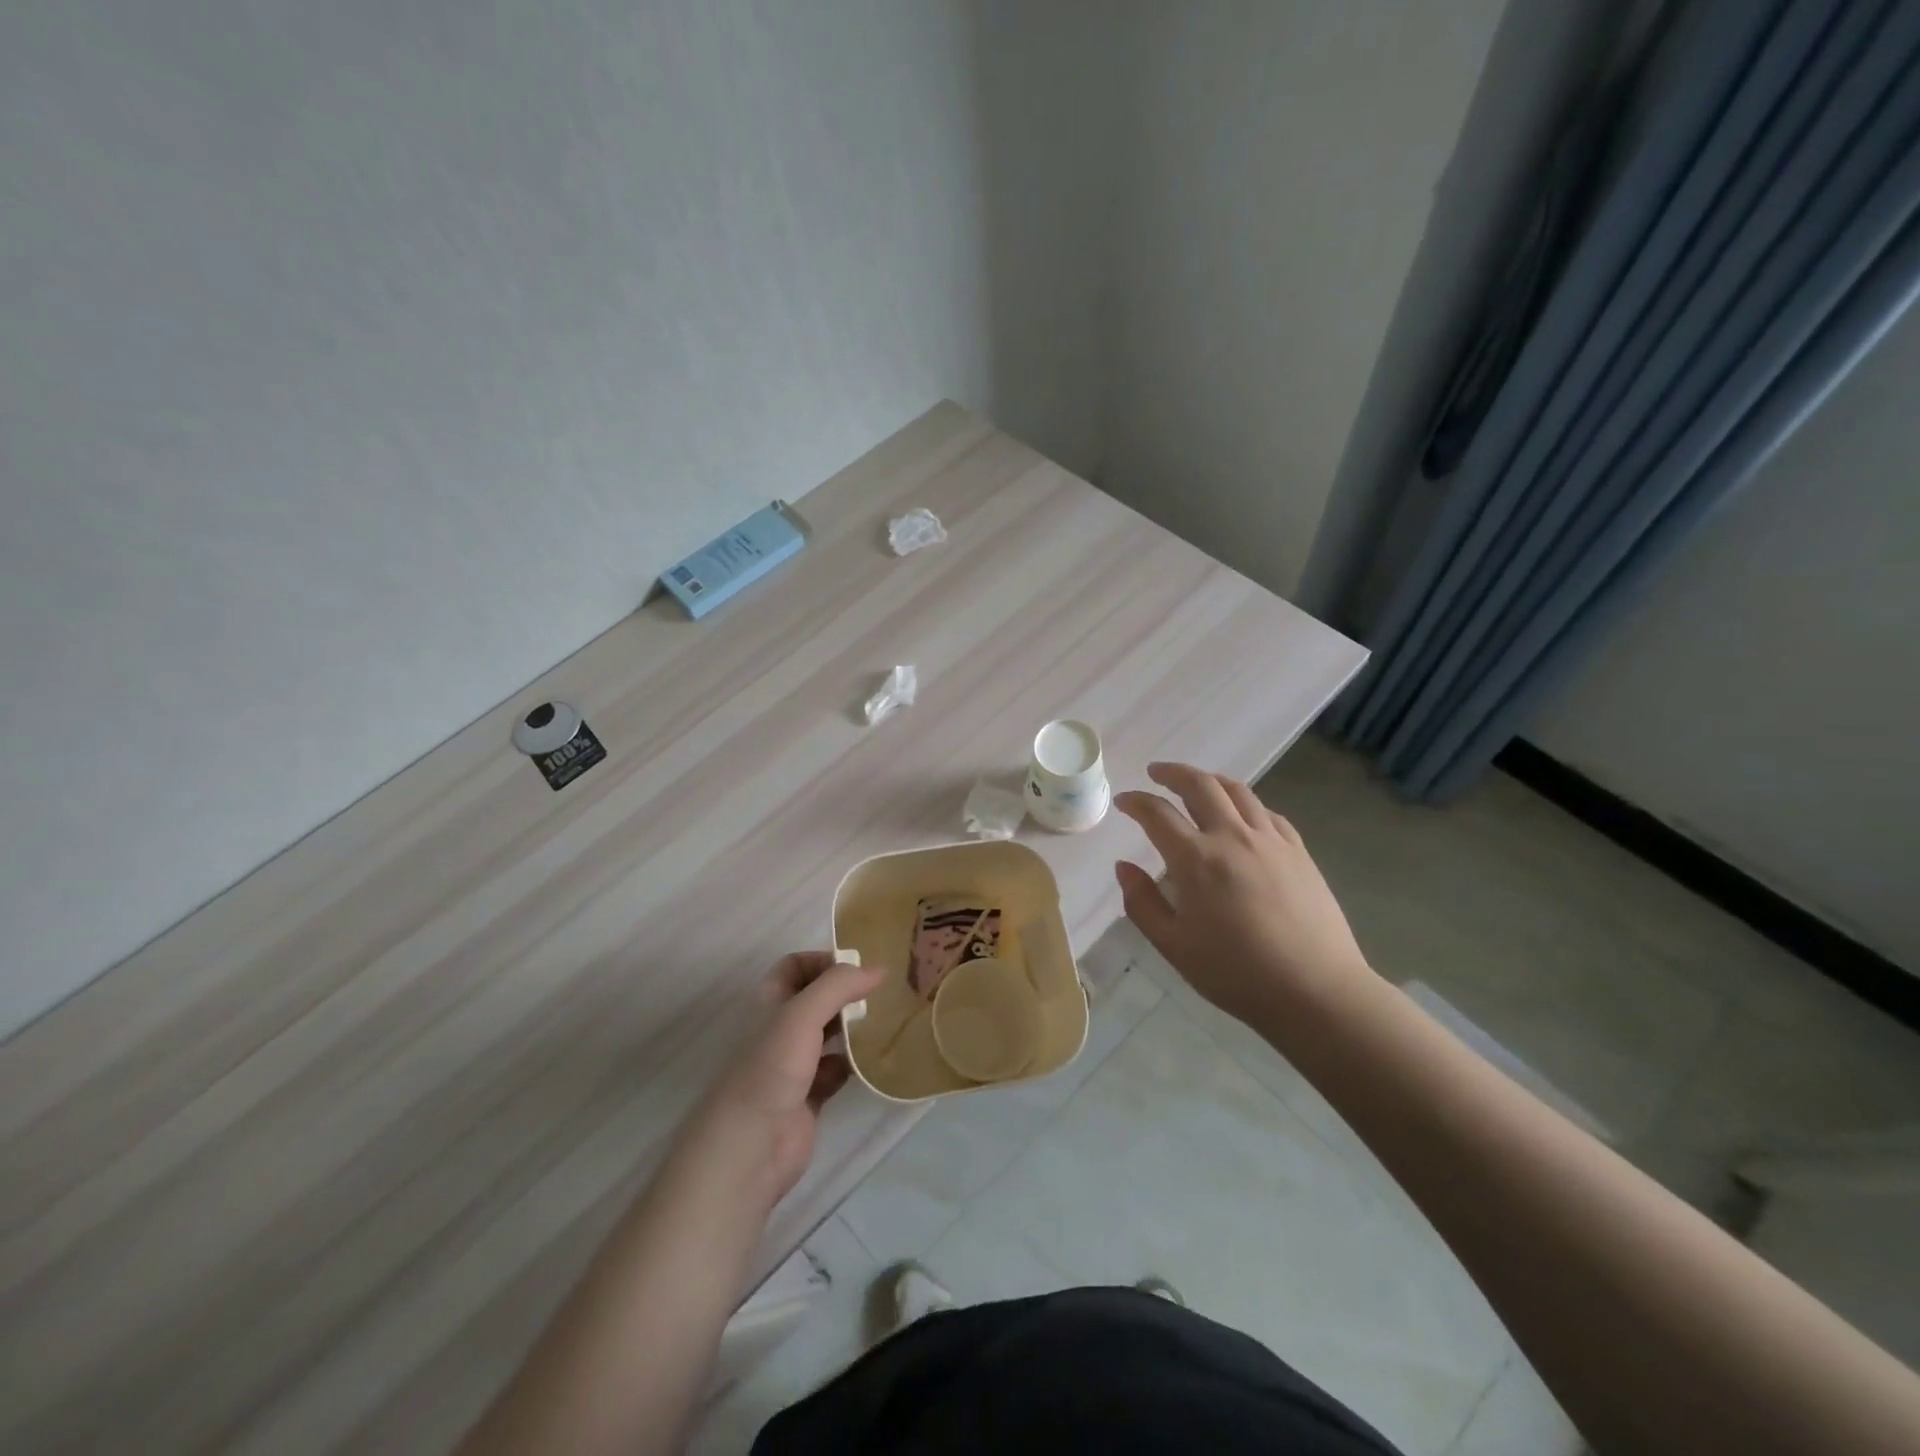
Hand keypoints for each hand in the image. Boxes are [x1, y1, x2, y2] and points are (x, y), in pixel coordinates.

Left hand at [684, 951, 883, 1206]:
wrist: (749, 1148)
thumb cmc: (770, 1069)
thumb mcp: (802, 1014)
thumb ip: (839, 986)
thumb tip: (878, 969)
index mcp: (768, 1004)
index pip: (794, 967)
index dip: (822, 961)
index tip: (857, 967)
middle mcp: (779, 1030)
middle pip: (814, 999)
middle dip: (844, 993)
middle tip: (879, 992)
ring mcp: (793, 1065)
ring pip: (827, 1035)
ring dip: (852, 1027)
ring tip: (885, 1020)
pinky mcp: (808, 1098)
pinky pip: (836, 1071)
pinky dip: (853, 1064)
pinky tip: (873, 1061)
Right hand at [1114, 762, 1372, 1025]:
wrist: (1315, 991)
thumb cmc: (1235, 973)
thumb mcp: (1173, 946)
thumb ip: (1142, 902)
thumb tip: (1123, 867)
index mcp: (1195, 860)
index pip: (1157, 814)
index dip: (1135, 801)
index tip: (1124, 800)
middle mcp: (1232, 837)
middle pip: (1199, 785)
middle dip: (1172, 773)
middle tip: (1156, 772)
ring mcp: (1270, 840)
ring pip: (1237, 791)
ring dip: (1210, 779)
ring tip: (1196, 782)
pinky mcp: (1298, 851)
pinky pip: (1267, 812)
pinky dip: (1245, 803)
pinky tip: (1241, 814)